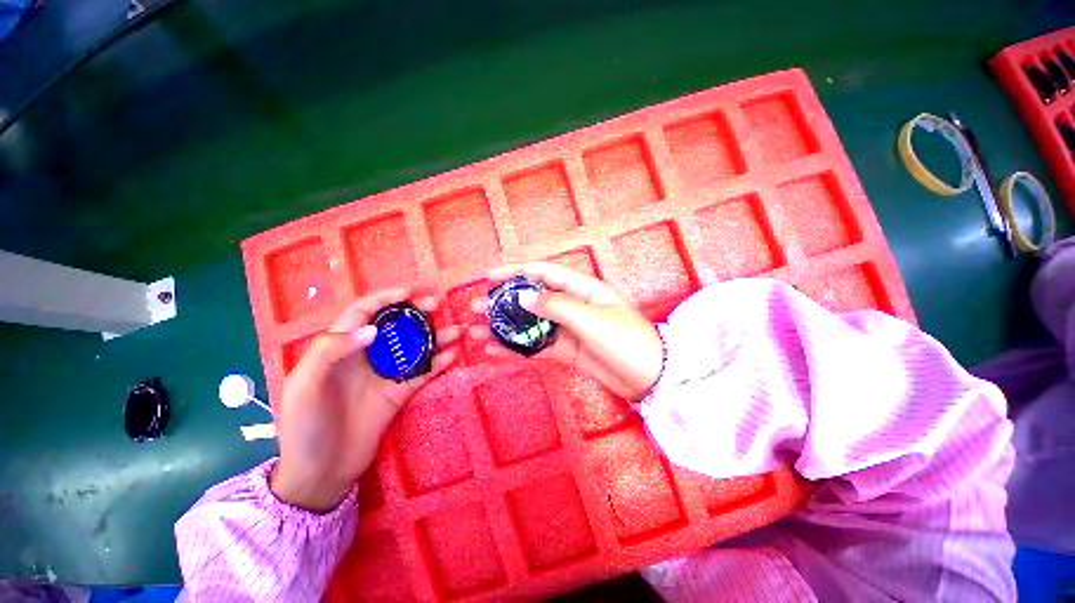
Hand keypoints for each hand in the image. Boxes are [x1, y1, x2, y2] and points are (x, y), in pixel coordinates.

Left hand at [271, 289, 458, 512]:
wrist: (321, 473)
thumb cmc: (304, 427)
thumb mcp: (305, 386)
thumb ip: (332, 351)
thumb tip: (373, 329)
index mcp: (339, 349)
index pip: (362, 313)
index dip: (383, 299)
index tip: (407, 293)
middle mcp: (366, 356)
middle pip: (394, 326)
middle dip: (415, 313)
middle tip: (436, 306)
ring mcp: (385, 374)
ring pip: (413, 347)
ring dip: (434, 337)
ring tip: (455, 331)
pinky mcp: (400, 392)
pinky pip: (422, 372)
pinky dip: (437, 363)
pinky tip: (451, 356)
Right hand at [469, 262, 662, 400]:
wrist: (649, 377)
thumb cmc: (625, 340)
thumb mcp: (591, 318)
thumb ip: (556, 306)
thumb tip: (523, 296)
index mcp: (581, 288)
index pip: (543, 272)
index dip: (516, 271)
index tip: (489, 276)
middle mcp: (571, 305)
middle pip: (531, 299)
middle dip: (502, 302)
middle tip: (474, 307)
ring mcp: (567, 329)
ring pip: (530, 324)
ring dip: (504, 327)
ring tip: (476, 331)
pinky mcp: (565, 350)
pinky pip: (536, 346)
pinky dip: (516, 348)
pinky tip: (495, 350)